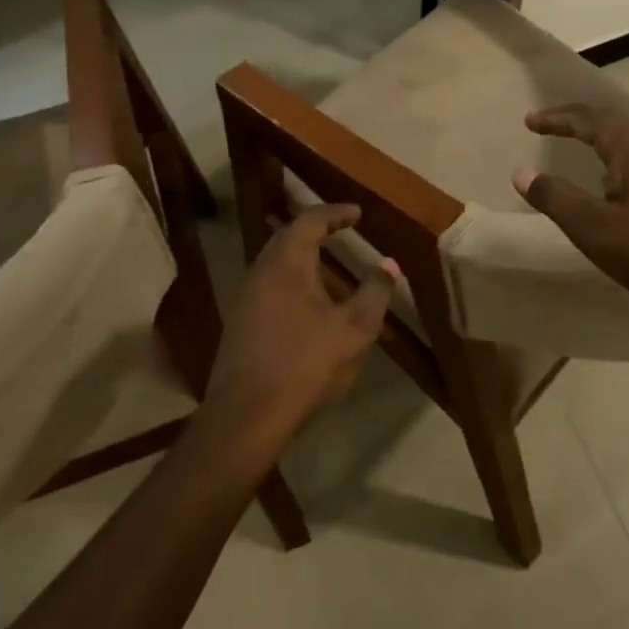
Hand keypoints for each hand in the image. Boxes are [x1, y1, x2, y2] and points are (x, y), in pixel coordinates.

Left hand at [206, 205, 395, 438]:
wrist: (246, 416)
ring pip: (276, 262)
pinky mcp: (241, 323)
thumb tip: (388, 264)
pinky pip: (270, 285)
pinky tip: (309, 302)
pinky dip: (293, 279)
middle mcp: (261, 271)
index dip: (336, 213)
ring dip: (303, 256)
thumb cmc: (305, 364)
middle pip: (288, 237)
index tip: (358, 213)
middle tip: (342, 229)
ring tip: (329, 264)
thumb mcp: (354, 329)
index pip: (310, 221)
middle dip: (316, 229)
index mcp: (286, 263)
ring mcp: (246, 298)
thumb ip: (375, 293)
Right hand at [513, 103, 628, 321]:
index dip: (556, 119)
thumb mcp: (594, 229)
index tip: (529, 121)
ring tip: (579, 150)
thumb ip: (555, 198)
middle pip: (611, 124)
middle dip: (577, 123)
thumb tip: (522, 173)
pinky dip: (619, 160)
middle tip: (549, 126)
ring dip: (600, 141)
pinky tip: (616, 184)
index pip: (587, 120)